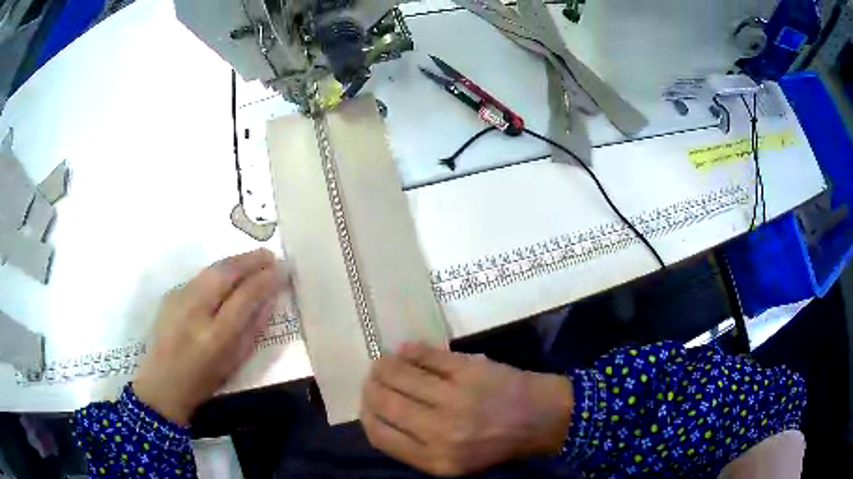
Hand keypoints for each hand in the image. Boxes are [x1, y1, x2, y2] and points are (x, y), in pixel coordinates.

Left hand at [133, 249, 283, 425]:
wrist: (162, 383)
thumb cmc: (203, 381)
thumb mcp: (235, 362)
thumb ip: (254, 329)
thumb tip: (270, 299)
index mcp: (216, 336)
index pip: (246, 296)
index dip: (266, 280)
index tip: (282, 270)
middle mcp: (196, 310)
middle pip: (226, 273)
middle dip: (251, 260)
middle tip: (270, 256)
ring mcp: (179, 298)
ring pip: (211, 269)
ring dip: (235, 261)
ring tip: (254, 258)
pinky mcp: (170, 294)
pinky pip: (200, 276)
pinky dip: (218, 270)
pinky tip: (228, 272)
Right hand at [360, 342, 573, 476]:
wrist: (542, 418)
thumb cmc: (497, 445)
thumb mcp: (454, 463)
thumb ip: (415, 446)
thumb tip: (378, 414)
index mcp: (435, 460)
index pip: (379, 434)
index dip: (366, 415)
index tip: (368, 404)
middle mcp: (440, 432)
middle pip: (383, 402)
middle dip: (371, 387)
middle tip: (373, 379)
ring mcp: (454, 398)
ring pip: (398, 374)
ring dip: (384, 365)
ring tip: (384, 362)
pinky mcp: (469, 370)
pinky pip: (425, 355)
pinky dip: (410, 351)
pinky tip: (406, 351)